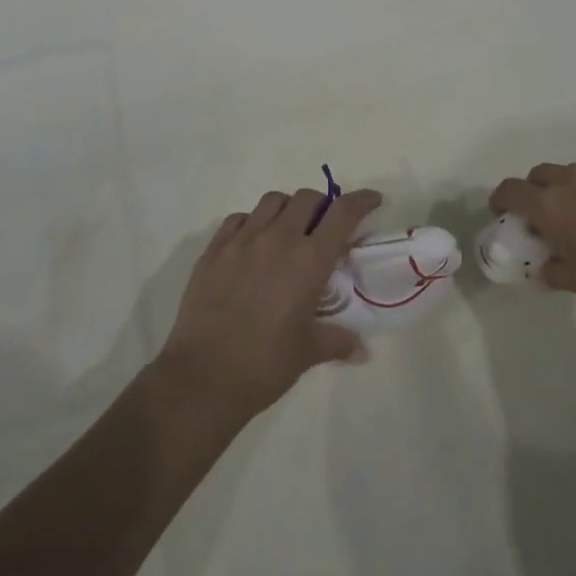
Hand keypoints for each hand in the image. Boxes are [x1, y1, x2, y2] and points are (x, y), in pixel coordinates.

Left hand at [154, 187, 381, 426]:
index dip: (362, 200)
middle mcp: (277, 240)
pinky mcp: (213, 250)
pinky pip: (238, 219)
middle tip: (325, 226)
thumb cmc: (264, 365)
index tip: (372, 199)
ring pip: (272, 201)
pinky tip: (253, 243)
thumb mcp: (308, 353)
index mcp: (308, 261)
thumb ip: (337, 341)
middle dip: (322, 205)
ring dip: (288, 209)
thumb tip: (361, 350)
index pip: (343, 213)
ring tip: (289, 231)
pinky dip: (252, 222)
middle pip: (307, 198)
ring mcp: (242, 241)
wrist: (203, 377)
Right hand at [490, 161, 575, 332]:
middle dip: (534, 192)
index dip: (501, 200)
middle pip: (540, 175)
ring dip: (566, 188)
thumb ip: (553, 269)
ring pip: (572, 172)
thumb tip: (543, 266)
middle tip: (543, 219)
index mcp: (551, 206)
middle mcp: (574, 180)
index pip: (511, 190)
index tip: (503, 214)